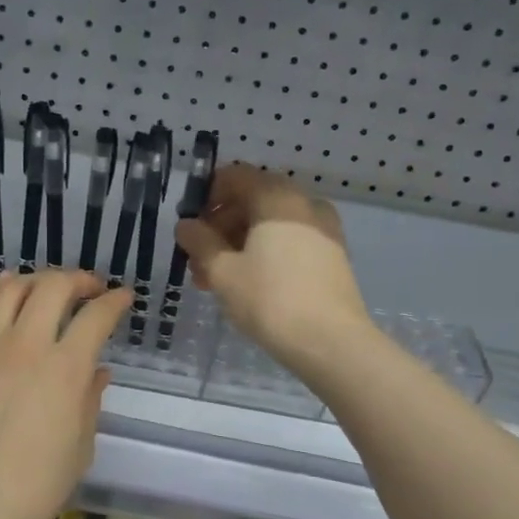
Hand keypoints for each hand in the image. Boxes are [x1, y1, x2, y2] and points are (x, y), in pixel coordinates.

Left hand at [0, 269, 131, 518]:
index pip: (95, 316)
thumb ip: (89, 399)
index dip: (114, 301)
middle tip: (89, 289)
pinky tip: (7, 307)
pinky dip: (0, 297)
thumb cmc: (35, 486)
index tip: (122, 297)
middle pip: (52, 287)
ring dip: (35, 280)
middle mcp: (25, 345)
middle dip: (78, 279)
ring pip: (9, 287)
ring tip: (46, 289)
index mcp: (64, 369)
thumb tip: (96, 371)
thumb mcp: (80, 446)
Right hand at [174, 164, 372, 377]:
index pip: (236, 176)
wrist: (330, 342)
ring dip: (240, 244)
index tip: (191, 225)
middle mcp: (304, 204)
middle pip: (254, 201)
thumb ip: (199, 242)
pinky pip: (291, 242)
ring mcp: (324, 230)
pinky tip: (248, 285)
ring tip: (216, 279)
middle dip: (221, 227)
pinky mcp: (332, 257)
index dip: (207, 195)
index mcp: (277, 197)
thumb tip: (186, 225)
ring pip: (271, 225)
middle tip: (199, 260)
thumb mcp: (222, 271)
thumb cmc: (269, 299)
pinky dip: (266, 254)